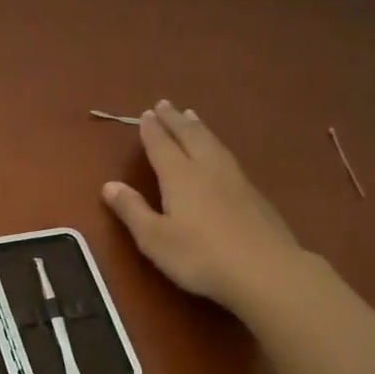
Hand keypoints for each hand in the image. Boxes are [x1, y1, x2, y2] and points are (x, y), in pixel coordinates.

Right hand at [102, 100, 303, 311]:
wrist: (264, 270)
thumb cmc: (199, 256)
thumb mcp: (154, 238)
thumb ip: (132, 210)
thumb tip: (110, 185)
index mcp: (180, 177)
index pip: (162, 146)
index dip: (152, 130)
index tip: (146, 114)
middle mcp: (207, 169)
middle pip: (190, 136)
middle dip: (175, 120)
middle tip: (166, 103)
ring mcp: (235, 180)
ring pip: (213, 143)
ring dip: (199, 128)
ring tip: (192, 116)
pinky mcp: (254, 194)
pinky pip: (228, 156)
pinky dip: (216, 145)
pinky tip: (219, 153)